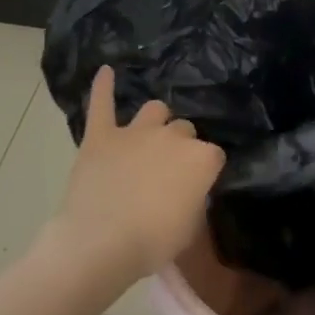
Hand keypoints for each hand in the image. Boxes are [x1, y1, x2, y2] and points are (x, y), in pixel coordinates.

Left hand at [51, 67, 225, 285]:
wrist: (100, 243)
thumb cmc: (152, 242)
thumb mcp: (190, 227)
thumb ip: (194, 199)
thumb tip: (188, 191)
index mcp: (201, 158)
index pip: (213, 155)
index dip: (204, 171)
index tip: (196, 187)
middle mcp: (173, 137)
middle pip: (184, 130)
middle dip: (179, 146)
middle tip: (167, 172)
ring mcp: (135, 132)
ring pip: (154, 109)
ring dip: (155, 121)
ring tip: (148, 136)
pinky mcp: (101, 136)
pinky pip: (102, 104)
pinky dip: (103, 87)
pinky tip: (105, 71)